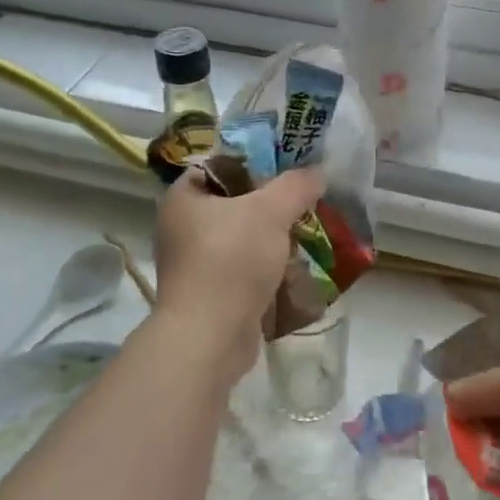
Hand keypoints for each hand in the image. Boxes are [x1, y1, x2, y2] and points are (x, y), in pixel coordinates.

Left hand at [153, 166, 326, 384]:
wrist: (210, 336)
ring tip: (307, 233)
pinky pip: (244, 270)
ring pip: (243, 239)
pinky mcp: (210, 294)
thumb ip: (296, 186)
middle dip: (273, 205)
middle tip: (305, 202)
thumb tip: (317, 173)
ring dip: (274, 239)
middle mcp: (182, 227)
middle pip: (236, 203)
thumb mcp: (270, 211)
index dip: (256, 162)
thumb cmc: (232, 259)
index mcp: (183, 198)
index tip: (290, 168)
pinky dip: (268, 269)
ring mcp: (195, 263)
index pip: (221, 165)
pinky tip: (295, 269)